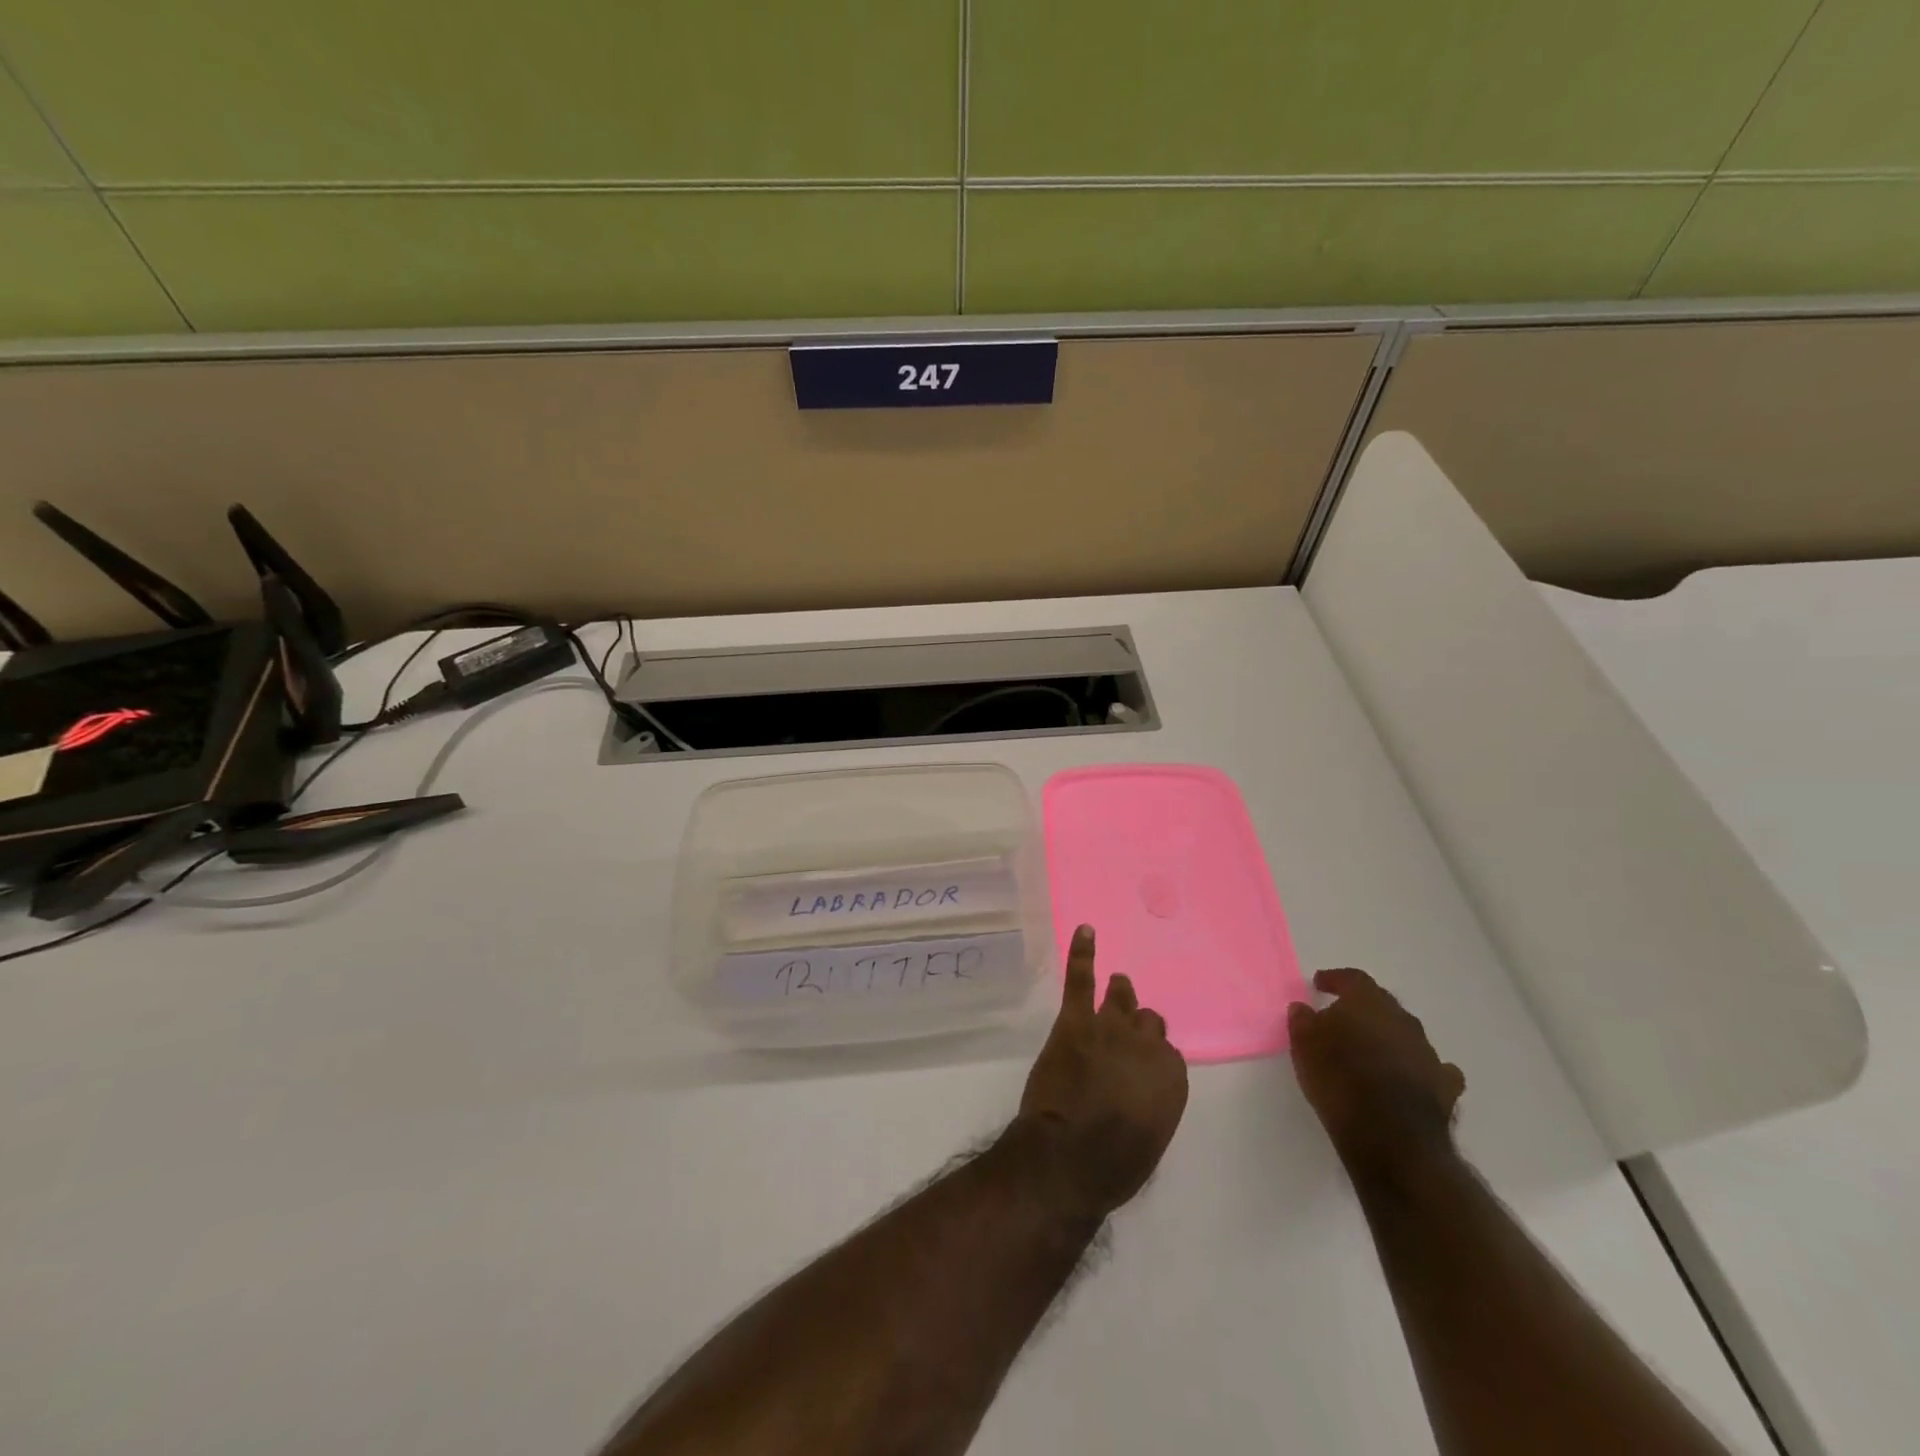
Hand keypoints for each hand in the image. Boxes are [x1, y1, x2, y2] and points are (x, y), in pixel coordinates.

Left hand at [1017, 925, 1188, 1219]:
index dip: (1150, 1059)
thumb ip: (1152, 1103)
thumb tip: (1142, 1091)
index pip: (1166, 1054)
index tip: (1140, 1068)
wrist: (1069, 1156)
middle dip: (1138, 1028)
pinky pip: (1081, 980)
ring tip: (1118, 984)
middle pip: (1147, 1022)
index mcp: (1171, 1077)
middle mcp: (1146, 1045)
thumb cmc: (1113, 1164)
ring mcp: (1109, 1027)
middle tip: (1125, 1033)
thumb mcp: (1150, 1139)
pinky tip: (1085, 931)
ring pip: (1121, 999)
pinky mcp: (1075, 1021)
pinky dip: (1082, 954)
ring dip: (1120, 993)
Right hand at [1288, 968, 1464, 1182]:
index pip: (1352, 979)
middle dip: (1363, 1008)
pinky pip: (1432, 1068)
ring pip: (1406, 1034)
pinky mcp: (1445, 1086)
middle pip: (1382, 1004)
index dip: (1335, 979)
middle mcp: (1402, 1020)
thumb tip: (1303, 1008)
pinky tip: (1410, 1077)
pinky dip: (1419, 1068)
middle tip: (1343, 1018)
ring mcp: (1428, 1053)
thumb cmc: (1339, 1080)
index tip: (1320, 984)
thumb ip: (1303, 1021)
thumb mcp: (1304, 1046)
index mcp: (1367, 1003)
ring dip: (1389, 1038)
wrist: (1391, 1136)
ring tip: (1371, 1053)